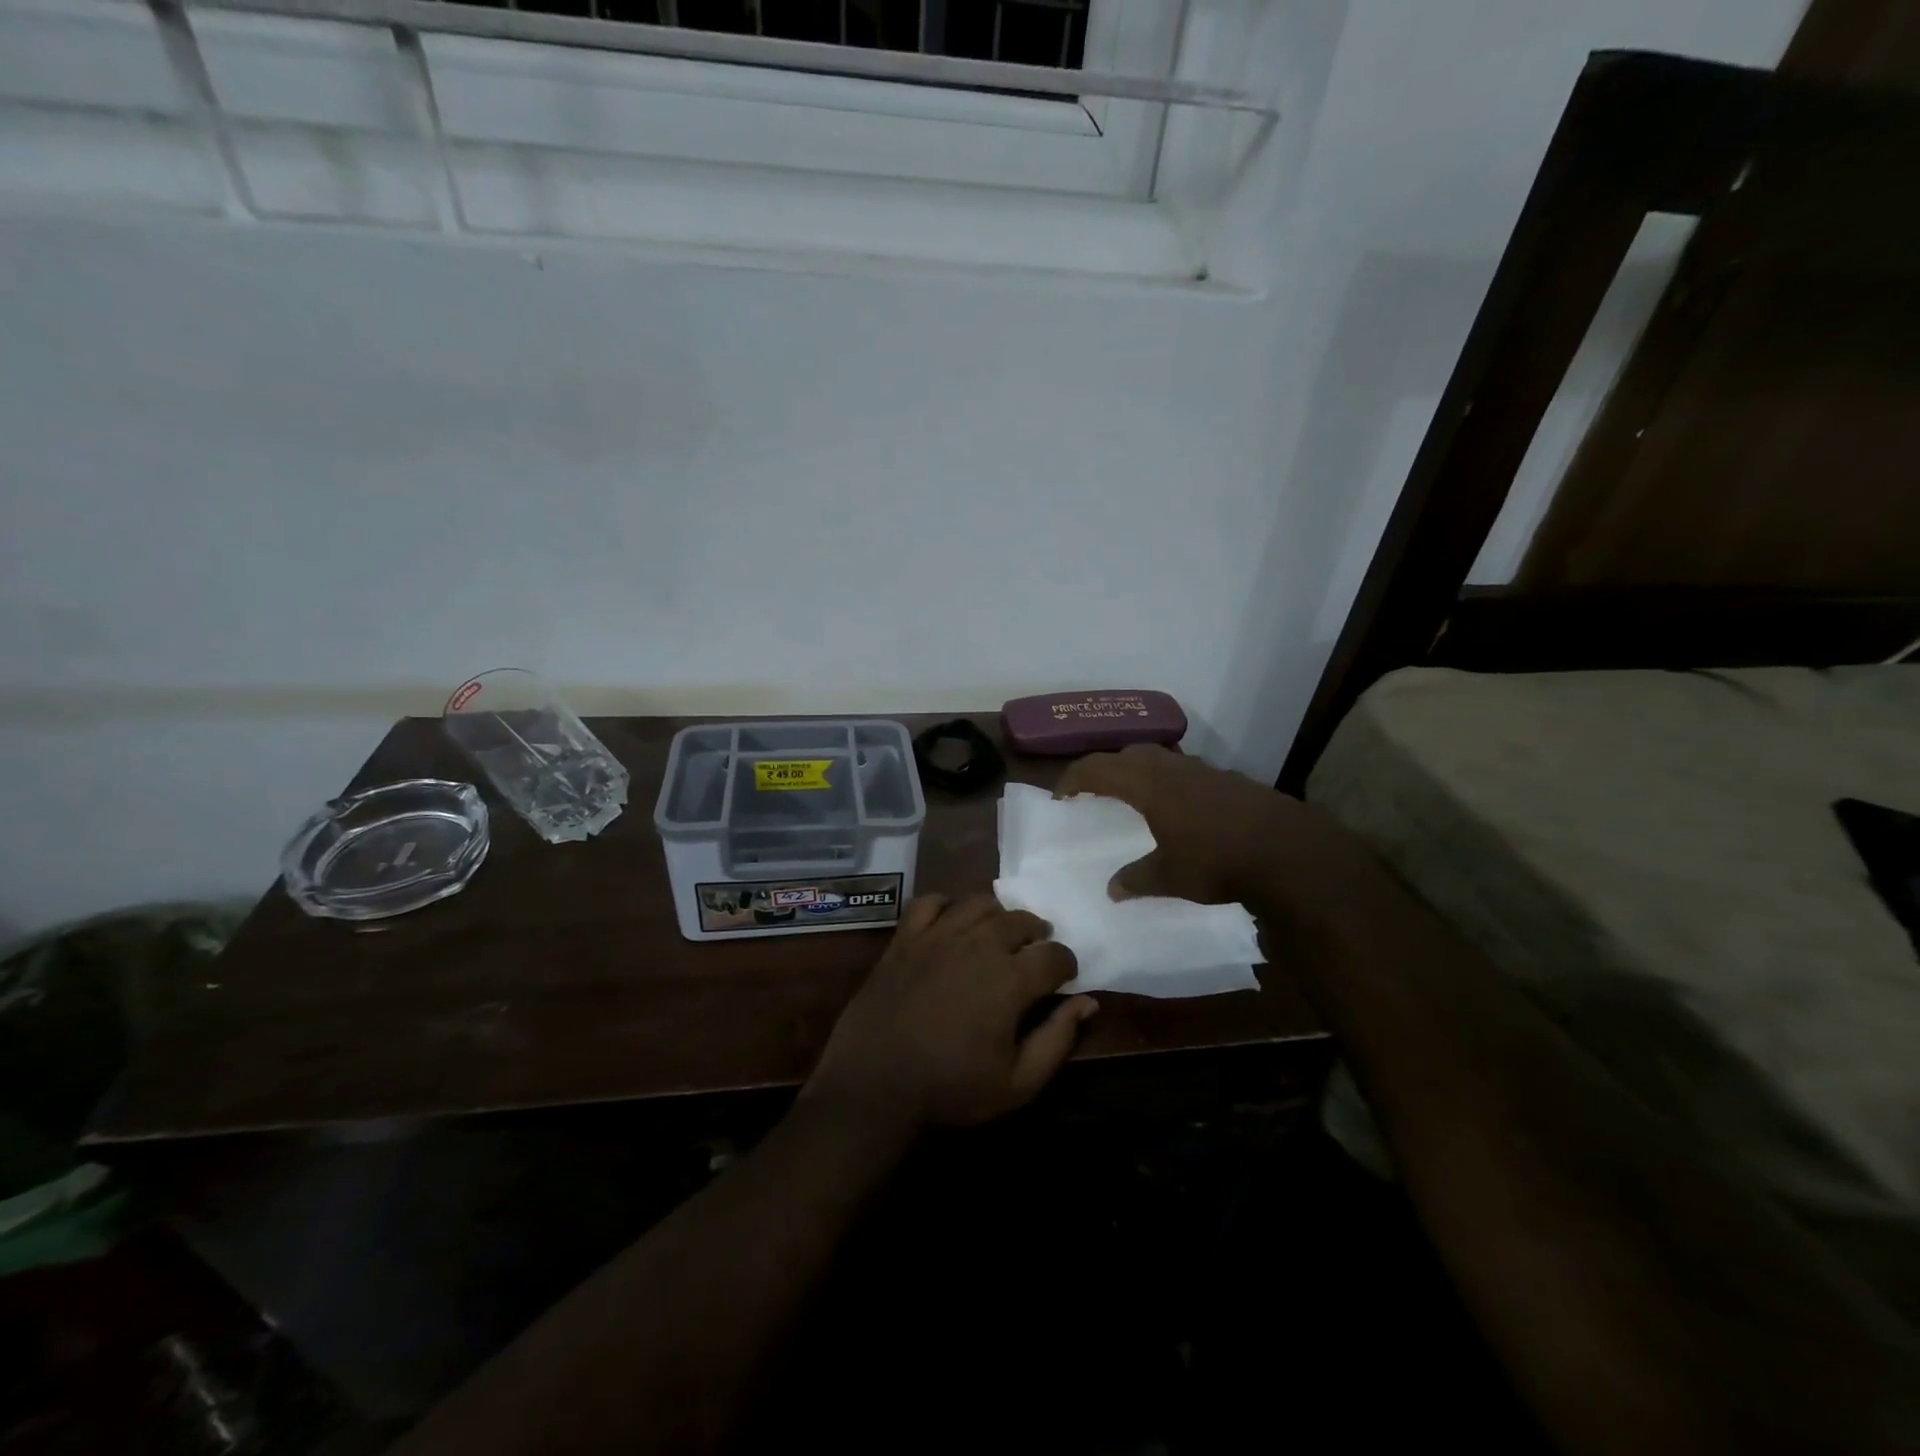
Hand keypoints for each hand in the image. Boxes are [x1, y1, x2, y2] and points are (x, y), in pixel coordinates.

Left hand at [803, 895, 1095, 1135]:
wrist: (874, 1086)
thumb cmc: (951, 1090)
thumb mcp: (1018, 1083)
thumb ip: (1058, 1039)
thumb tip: (1088, 1003)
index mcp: (1011, 979)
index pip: (1054, 954)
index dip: (1066, 964)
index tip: (1063, 978)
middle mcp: (978, 944)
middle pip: (1020, 920)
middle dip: (1036, 934)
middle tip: (1033, 953)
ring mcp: (938, 935)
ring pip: (979, 903)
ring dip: (997, 915)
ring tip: (998, 934)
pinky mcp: (905, 938)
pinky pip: (930, 902)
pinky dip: (946, 905)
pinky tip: (950, 923)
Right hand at [1056, 743, 1342, 903]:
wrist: (1289, 852)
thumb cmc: (1218, 861)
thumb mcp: (1170, 877)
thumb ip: (1138, 879)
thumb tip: (1113, 890)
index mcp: (1148, 785)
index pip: (1098, 769)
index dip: (1074, 779)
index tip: (1061, 797)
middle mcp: (1173, 769)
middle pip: (1129, 753)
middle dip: (1106, 768)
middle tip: (1096, 791)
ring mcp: (1206, 771)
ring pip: (1161, 758)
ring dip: (1141, 771)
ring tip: (1136, 797)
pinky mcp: (1231, 781)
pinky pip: (1188, 772)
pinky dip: (1172, 782)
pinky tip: (1182, 809)